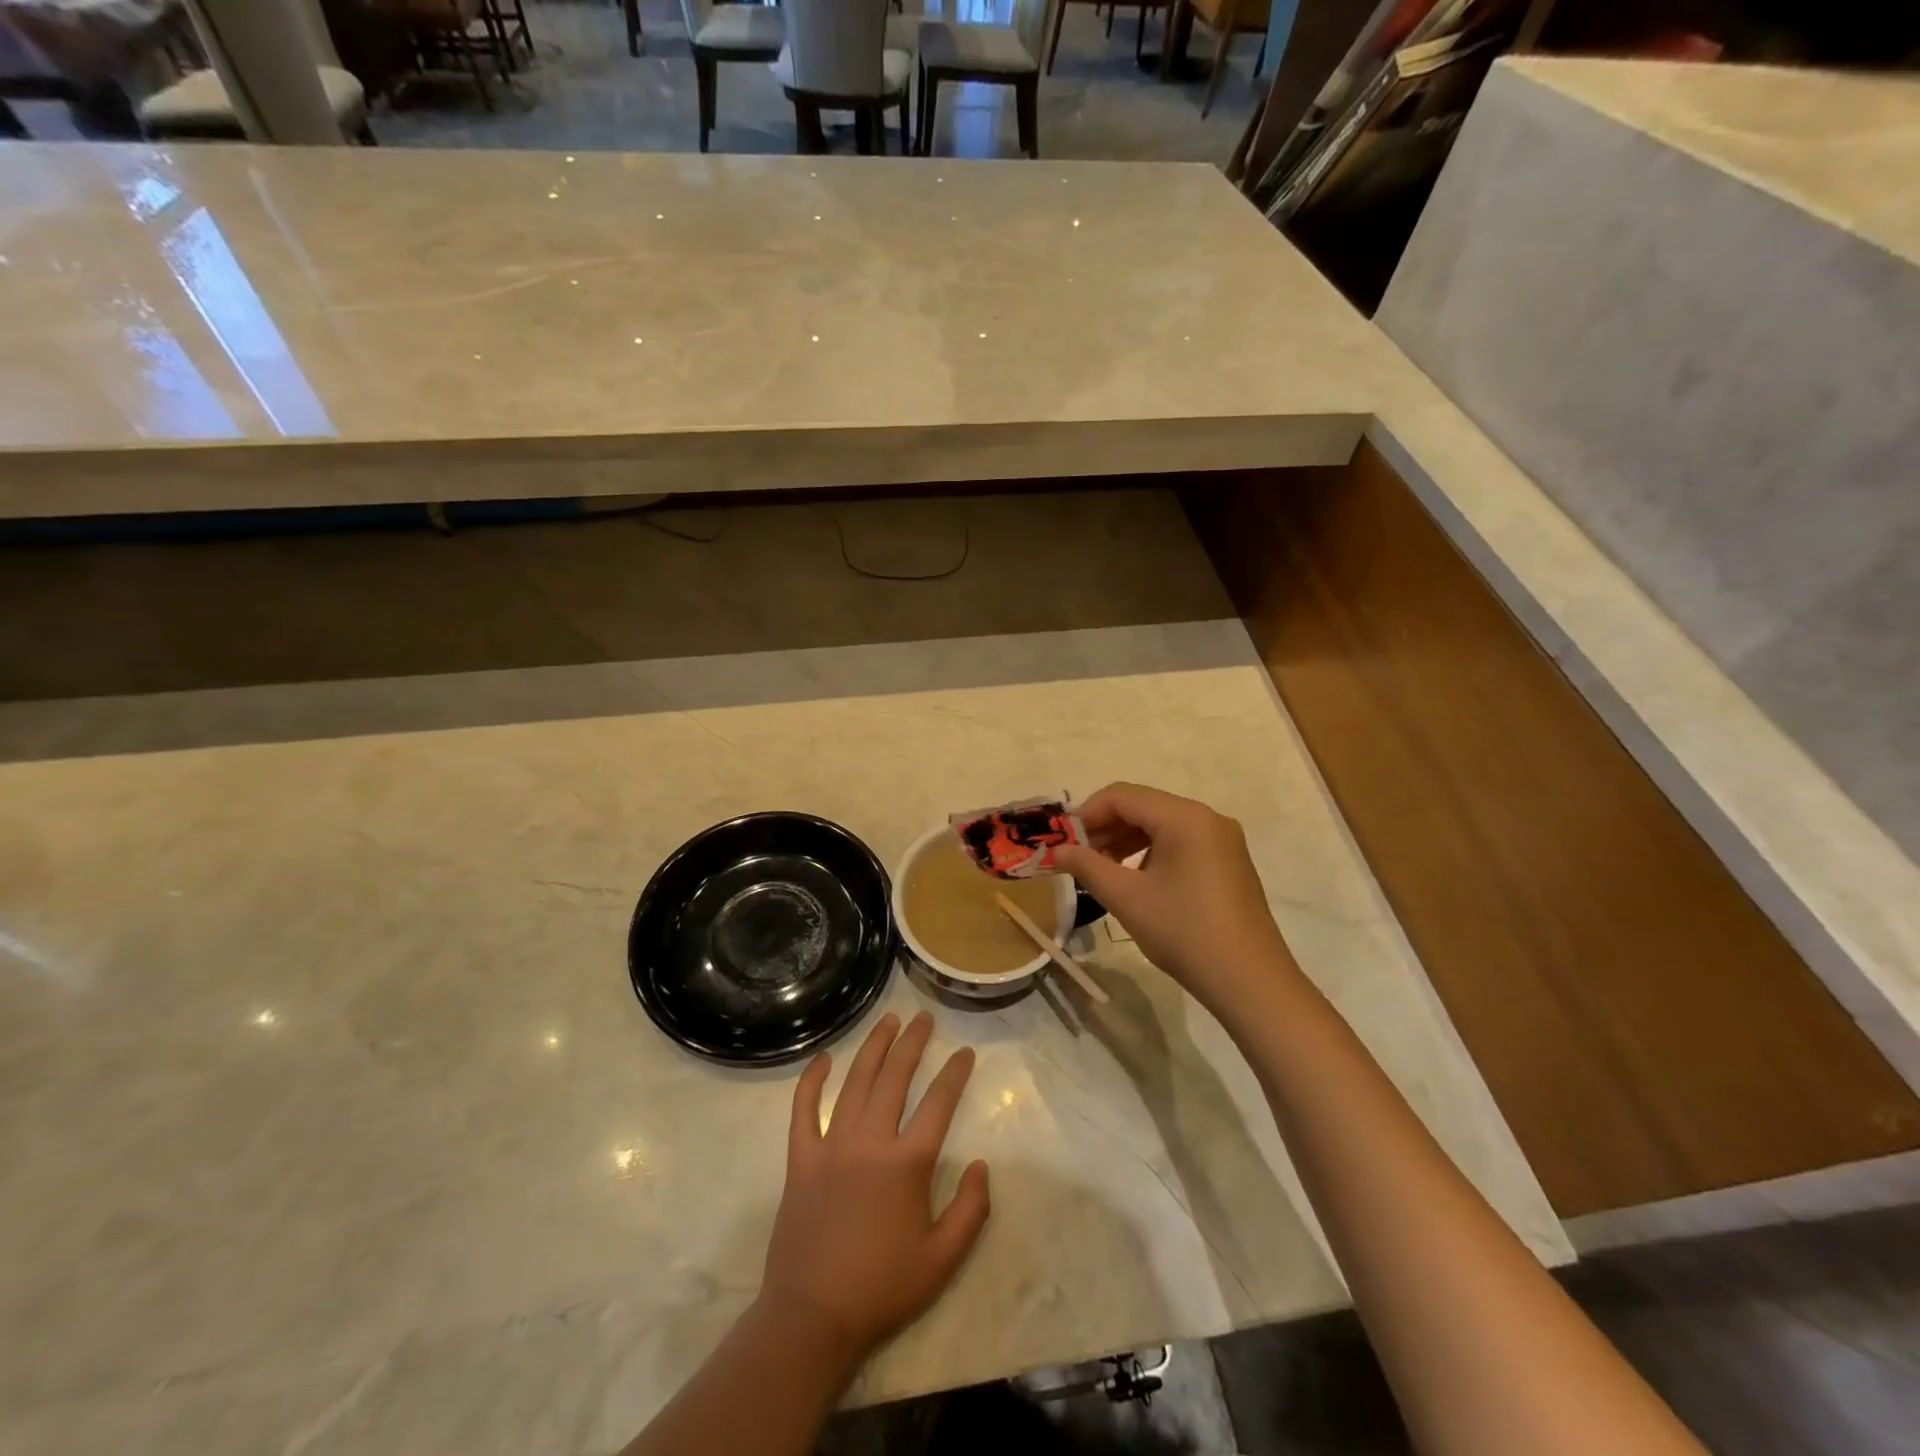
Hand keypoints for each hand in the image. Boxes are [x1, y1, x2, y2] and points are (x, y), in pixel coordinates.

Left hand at [759, 1011, 990, 1363]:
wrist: (813, 1317)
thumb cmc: (882, 1288)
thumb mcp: (943, 1260)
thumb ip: (971, 1209)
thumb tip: (981, 1164)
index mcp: (907, 1163)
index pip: (938, 1102)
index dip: (955, 1073)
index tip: (964, 1052)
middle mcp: (870, 1141)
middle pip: (894, 1077)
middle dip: (913, 1042)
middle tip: (923, 1018)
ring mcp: (831, 1145)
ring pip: (855, 1081)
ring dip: (874, 1047)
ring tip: (889, 1020)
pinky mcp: (801, 1158)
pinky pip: (804, 1109)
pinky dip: (812, 1080)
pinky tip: (823, 1058)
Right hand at [1056, 782, 1300, 1014]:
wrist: (1250, 982)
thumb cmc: (1184, 932)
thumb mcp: (1127, 898)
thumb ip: (1087, 866)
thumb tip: (1057, 851)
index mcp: (1184, 817)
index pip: (1122, 796)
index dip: (1087, 814)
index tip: (1064, 842)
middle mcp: (1207, 818)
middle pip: (1143, 806)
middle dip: (1105, 828)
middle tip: (1078, 858)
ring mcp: (1222, 840)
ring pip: (1161, 825)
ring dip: (1125, 841)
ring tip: (1101, 872)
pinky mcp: (1228, 862)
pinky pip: (1180, 843)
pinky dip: (1150, 853)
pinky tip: (1136, 882)